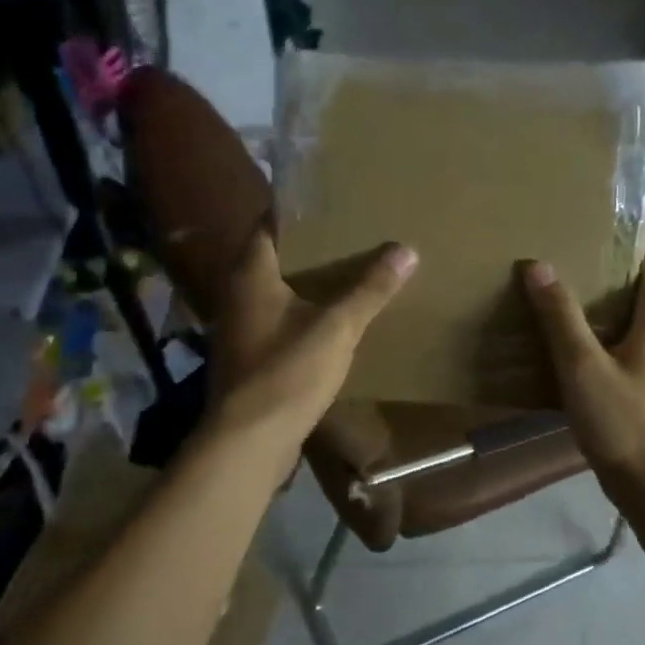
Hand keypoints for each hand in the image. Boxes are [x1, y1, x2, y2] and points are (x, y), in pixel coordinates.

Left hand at [208, 228, 416, 458]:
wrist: (249, 441)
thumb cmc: (287, 372)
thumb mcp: (337, 327)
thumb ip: (370, 289)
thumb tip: (406, 250)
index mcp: (251, 274)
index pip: (269, 224)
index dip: (297, 212)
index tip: (332, 203)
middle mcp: (237, 294)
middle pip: (273, 258)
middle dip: (309, 248)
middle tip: (350, 235)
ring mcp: (240, 329)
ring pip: (275, 293)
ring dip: (306, 284)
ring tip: (348, 273)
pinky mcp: (249, 358)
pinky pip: (278, 323)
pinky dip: (302, 315)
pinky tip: (332, 321)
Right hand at [521, 241, 644, 496]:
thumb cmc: (625, 425)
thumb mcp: (582, 369)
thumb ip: (560, 317)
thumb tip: (537, 265)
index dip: (632, 232)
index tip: (603, 214)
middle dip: (614, 271)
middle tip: (571, 258)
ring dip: (617, 309)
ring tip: (575, 304)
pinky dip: (623, 339)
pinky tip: (594, 355)